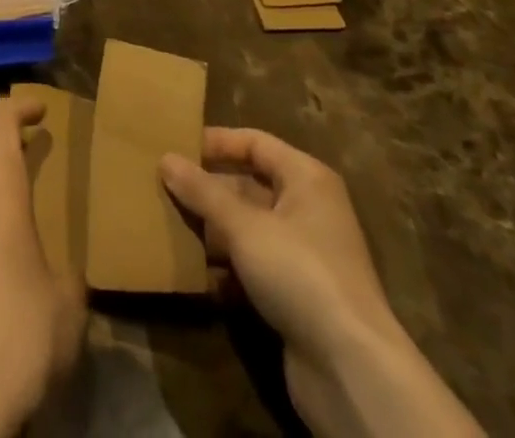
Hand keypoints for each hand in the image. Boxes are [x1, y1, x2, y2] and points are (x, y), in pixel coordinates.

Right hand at [161, 129, 482, 437]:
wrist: (351, 370)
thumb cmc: (300, 273)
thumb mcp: (244, 226)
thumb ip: (203, 192)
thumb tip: (165, 159)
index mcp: (306, 178)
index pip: (255, 143)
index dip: (217, 143)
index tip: (176, 146)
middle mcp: (308, 209)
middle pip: (248, 186)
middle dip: (207, 190)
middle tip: (162, 188)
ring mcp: (304, 256)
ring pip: (247, 229)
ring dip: (212, 230)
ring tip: (168, 226)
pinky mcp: (296, 297)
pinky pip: (252, 267)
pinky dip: (225, 269)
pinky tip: (192, 273)